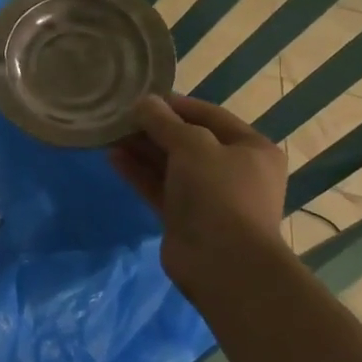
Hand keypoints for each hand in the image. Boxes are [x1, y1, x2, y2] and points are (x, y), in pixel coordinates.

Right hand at [109, 94, 292, 302]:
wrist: (223, 263)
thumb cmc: (218, 192)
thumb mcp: (192, 145)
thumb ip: (164, 121)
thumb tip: (143, 103)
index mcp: (251, 148)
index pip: (210, 115)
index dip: (175, 104)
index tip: (142, 98)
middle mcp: (233, 170)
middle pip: (188, 140)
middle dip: (154, 128)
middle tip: (120, 117)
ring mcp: (209, 197)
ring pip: (171, 165)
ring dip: (142, 149)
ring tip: (109, 134)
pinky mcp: (185, 218)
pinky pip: (160, 187)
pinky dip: (139, 173)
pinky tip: (113, 157)